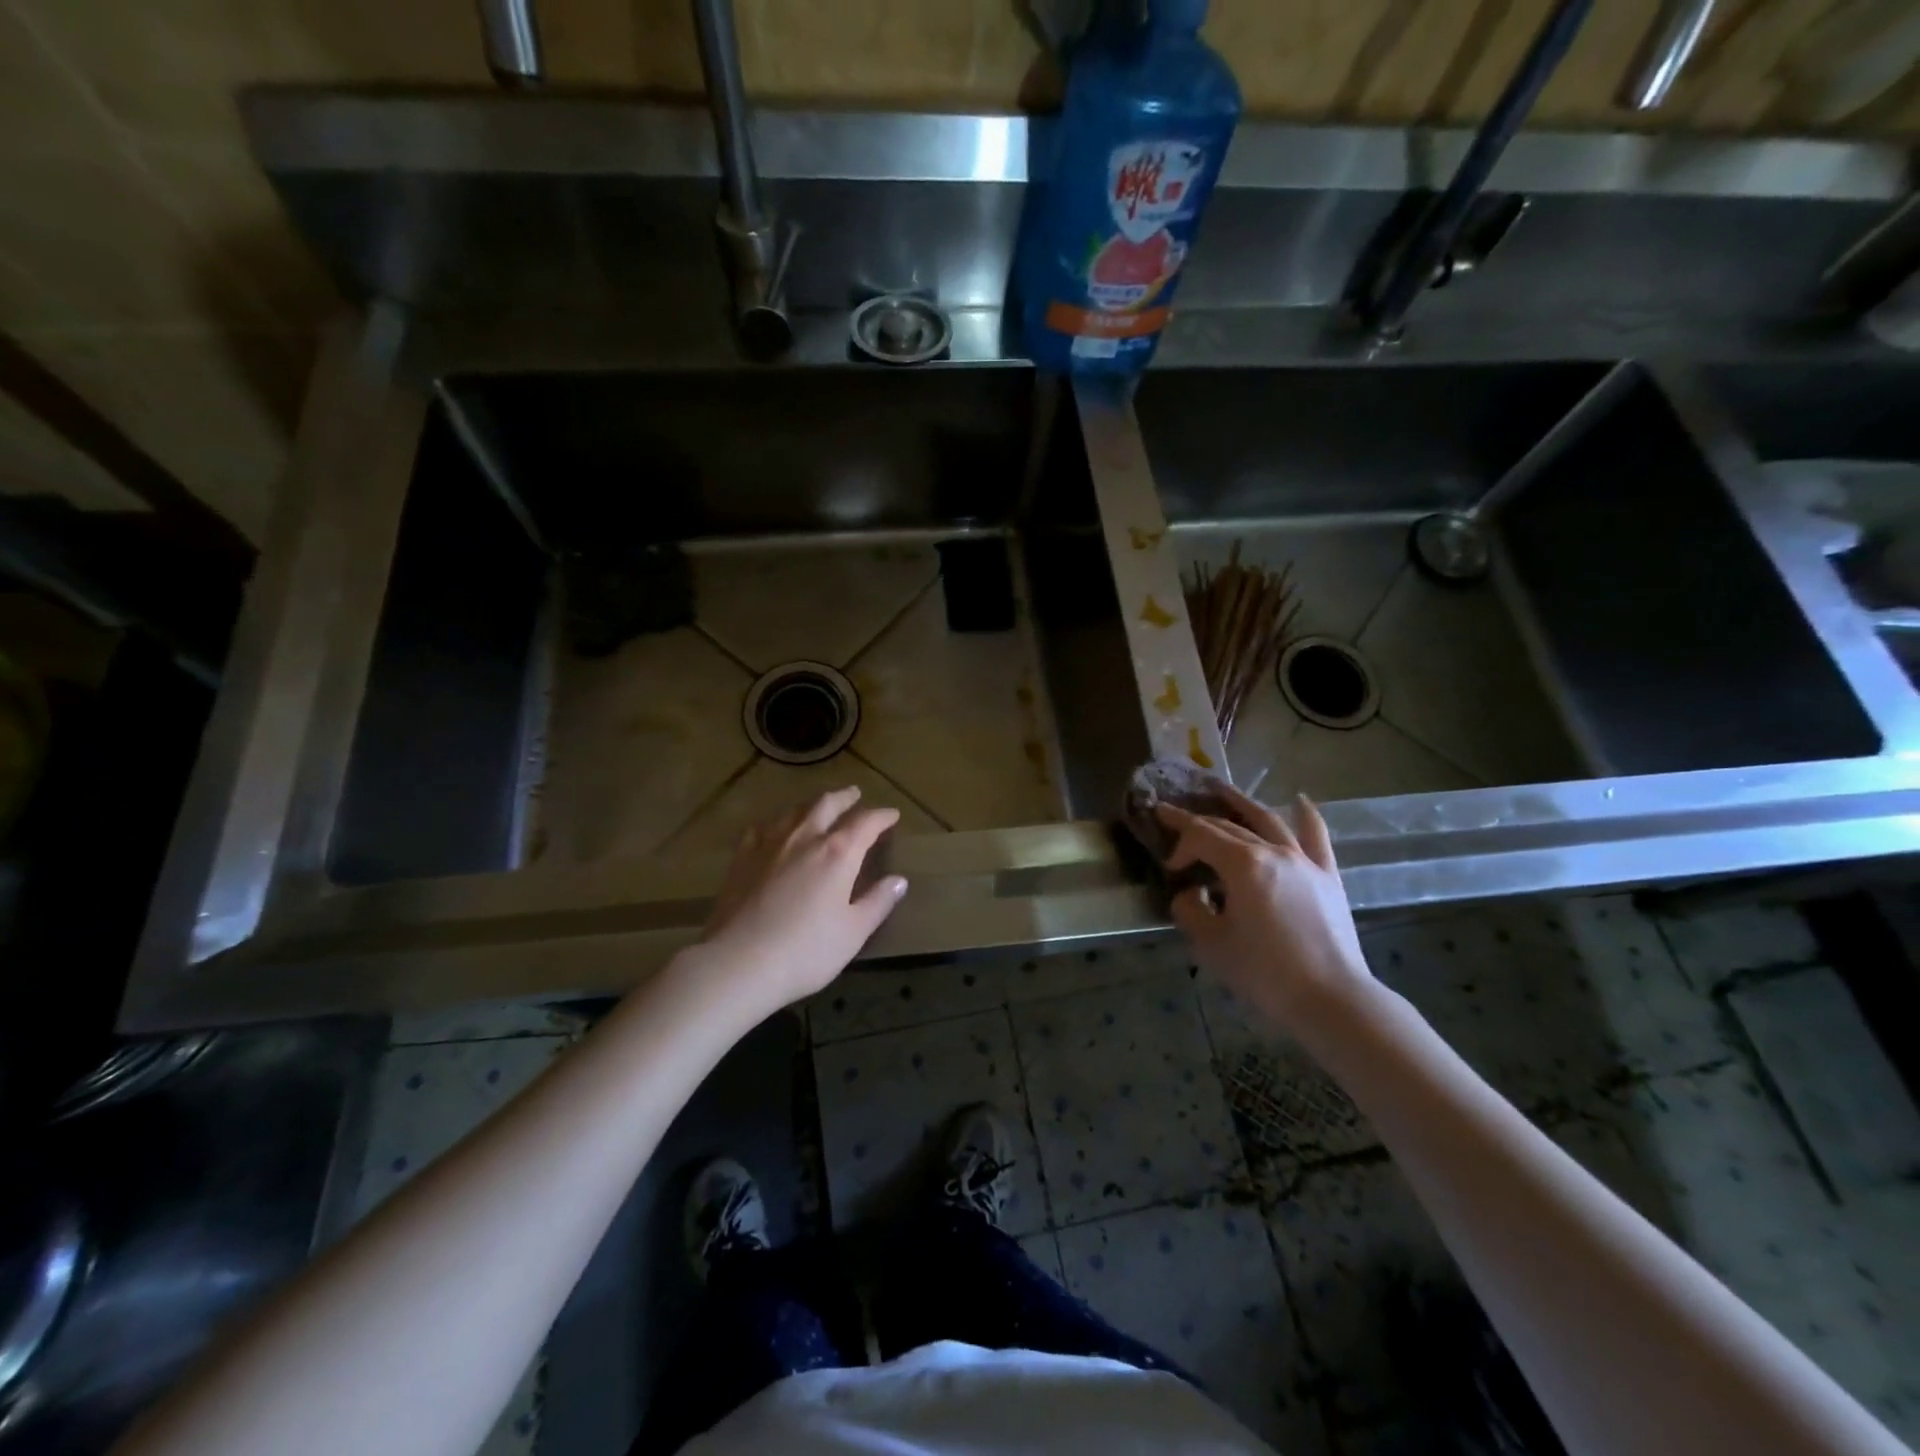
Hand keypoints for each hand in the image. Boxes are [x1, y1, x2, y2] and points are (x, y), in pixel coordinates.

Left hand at [695, 786, 908, 1011]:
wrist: (739, 962)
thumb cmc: (806, 951)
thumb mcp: (853, 932)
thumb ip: (878, 902)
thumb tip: (899, 881)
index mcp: (838, 853)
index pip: (866, 823)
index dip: (882, 816)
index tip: (892, 815)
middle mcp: (805, 838)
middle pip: (827, 804)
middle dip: (845, 798)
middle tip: (855, 794)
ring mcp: (770, 844)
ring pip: (795, 810)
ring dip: (813, 804)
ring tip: (820, 806)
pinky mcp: (742, 857)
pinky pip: (763, 827)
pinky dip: (777, 822)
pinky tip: (775, 829)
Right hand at [1155, 786, 1370, 1028]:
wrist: (1331, 999)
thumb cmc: (1264, 972)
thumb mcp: (1211, 943)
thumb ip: (1191, 909)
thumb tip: (1191, 893)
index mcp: (1243, 865)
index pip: (1201, 836)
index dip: (1179, 844)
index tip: (1169, 867)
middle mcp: (1274, 851)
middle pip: (1229, 826)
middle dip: (1198, 823)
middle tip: (1173, 817)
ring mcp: (1305, 861)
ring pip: (1268, 820)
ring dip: (1241, 802)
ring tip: (1221, 789)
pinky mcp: (1327, 876)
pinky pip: (1316, 837)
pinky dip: (1306, 815)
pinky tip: (1299, 800)